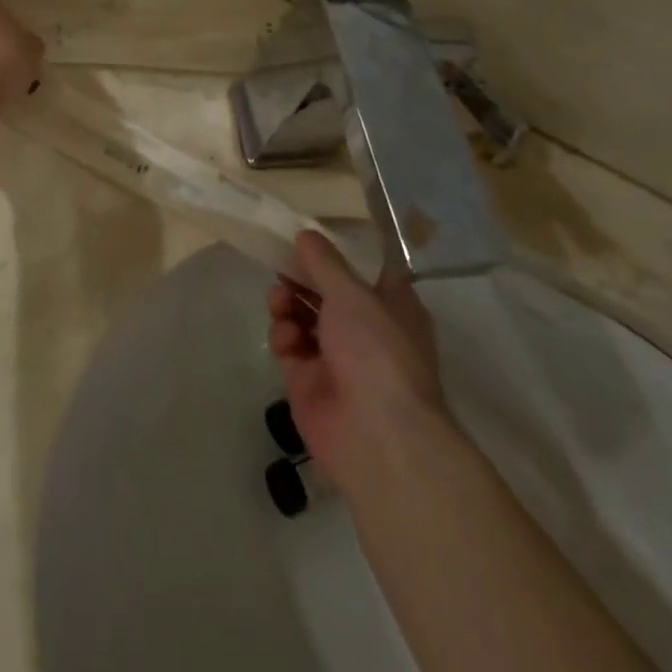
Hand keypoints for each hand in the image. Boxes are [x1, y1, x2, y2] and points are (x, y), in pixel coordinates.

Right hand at [266, 231, 454, 489]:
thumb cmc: (377, 352)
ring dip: (288, 302)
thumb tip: (306, 234)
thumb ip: (325, 262)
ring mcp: (336, 357)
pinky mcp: (308, 381)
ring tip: (280, 301)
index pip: (364, 270)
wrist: (376, 437)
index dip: (337, 252)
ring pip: (303, 316)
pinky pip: (289, 345)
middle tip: (281, 263)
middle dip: (302, 277)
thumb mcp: (352, 294)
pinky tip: (286, 338)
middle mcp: (366, 330)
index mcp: (391, 306)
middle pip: (327, 291)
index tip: (308, 235)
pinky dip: (283, 336)